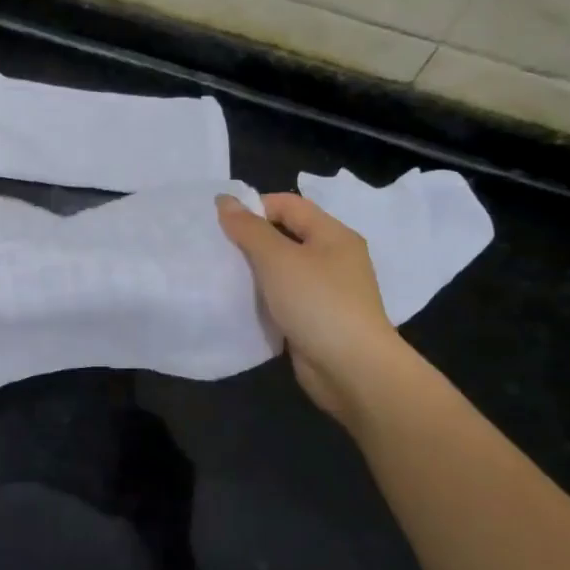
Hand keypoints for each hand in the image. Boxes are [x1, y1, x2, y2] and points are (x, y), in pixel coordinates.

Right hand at [217, 192, 404, 422]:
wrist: (352, 369)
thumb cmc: (317, 303)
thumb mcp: (278, 259)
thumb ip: (249, 229)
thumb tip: (225, 200)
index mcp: (333, 235)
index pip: (288, 205)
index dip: (254, 208)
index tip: (221, 224)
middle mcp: (334, 258)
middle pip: (286, 235)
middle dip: (251, 239)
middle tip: (217, 249)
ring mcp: (327, 290)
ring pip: (284, 269)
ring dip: (256, 270)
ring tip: (224, 275)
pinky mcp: (318, 319)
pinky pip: (285, 297)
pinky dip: (265, 297)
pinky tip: (243, 303)